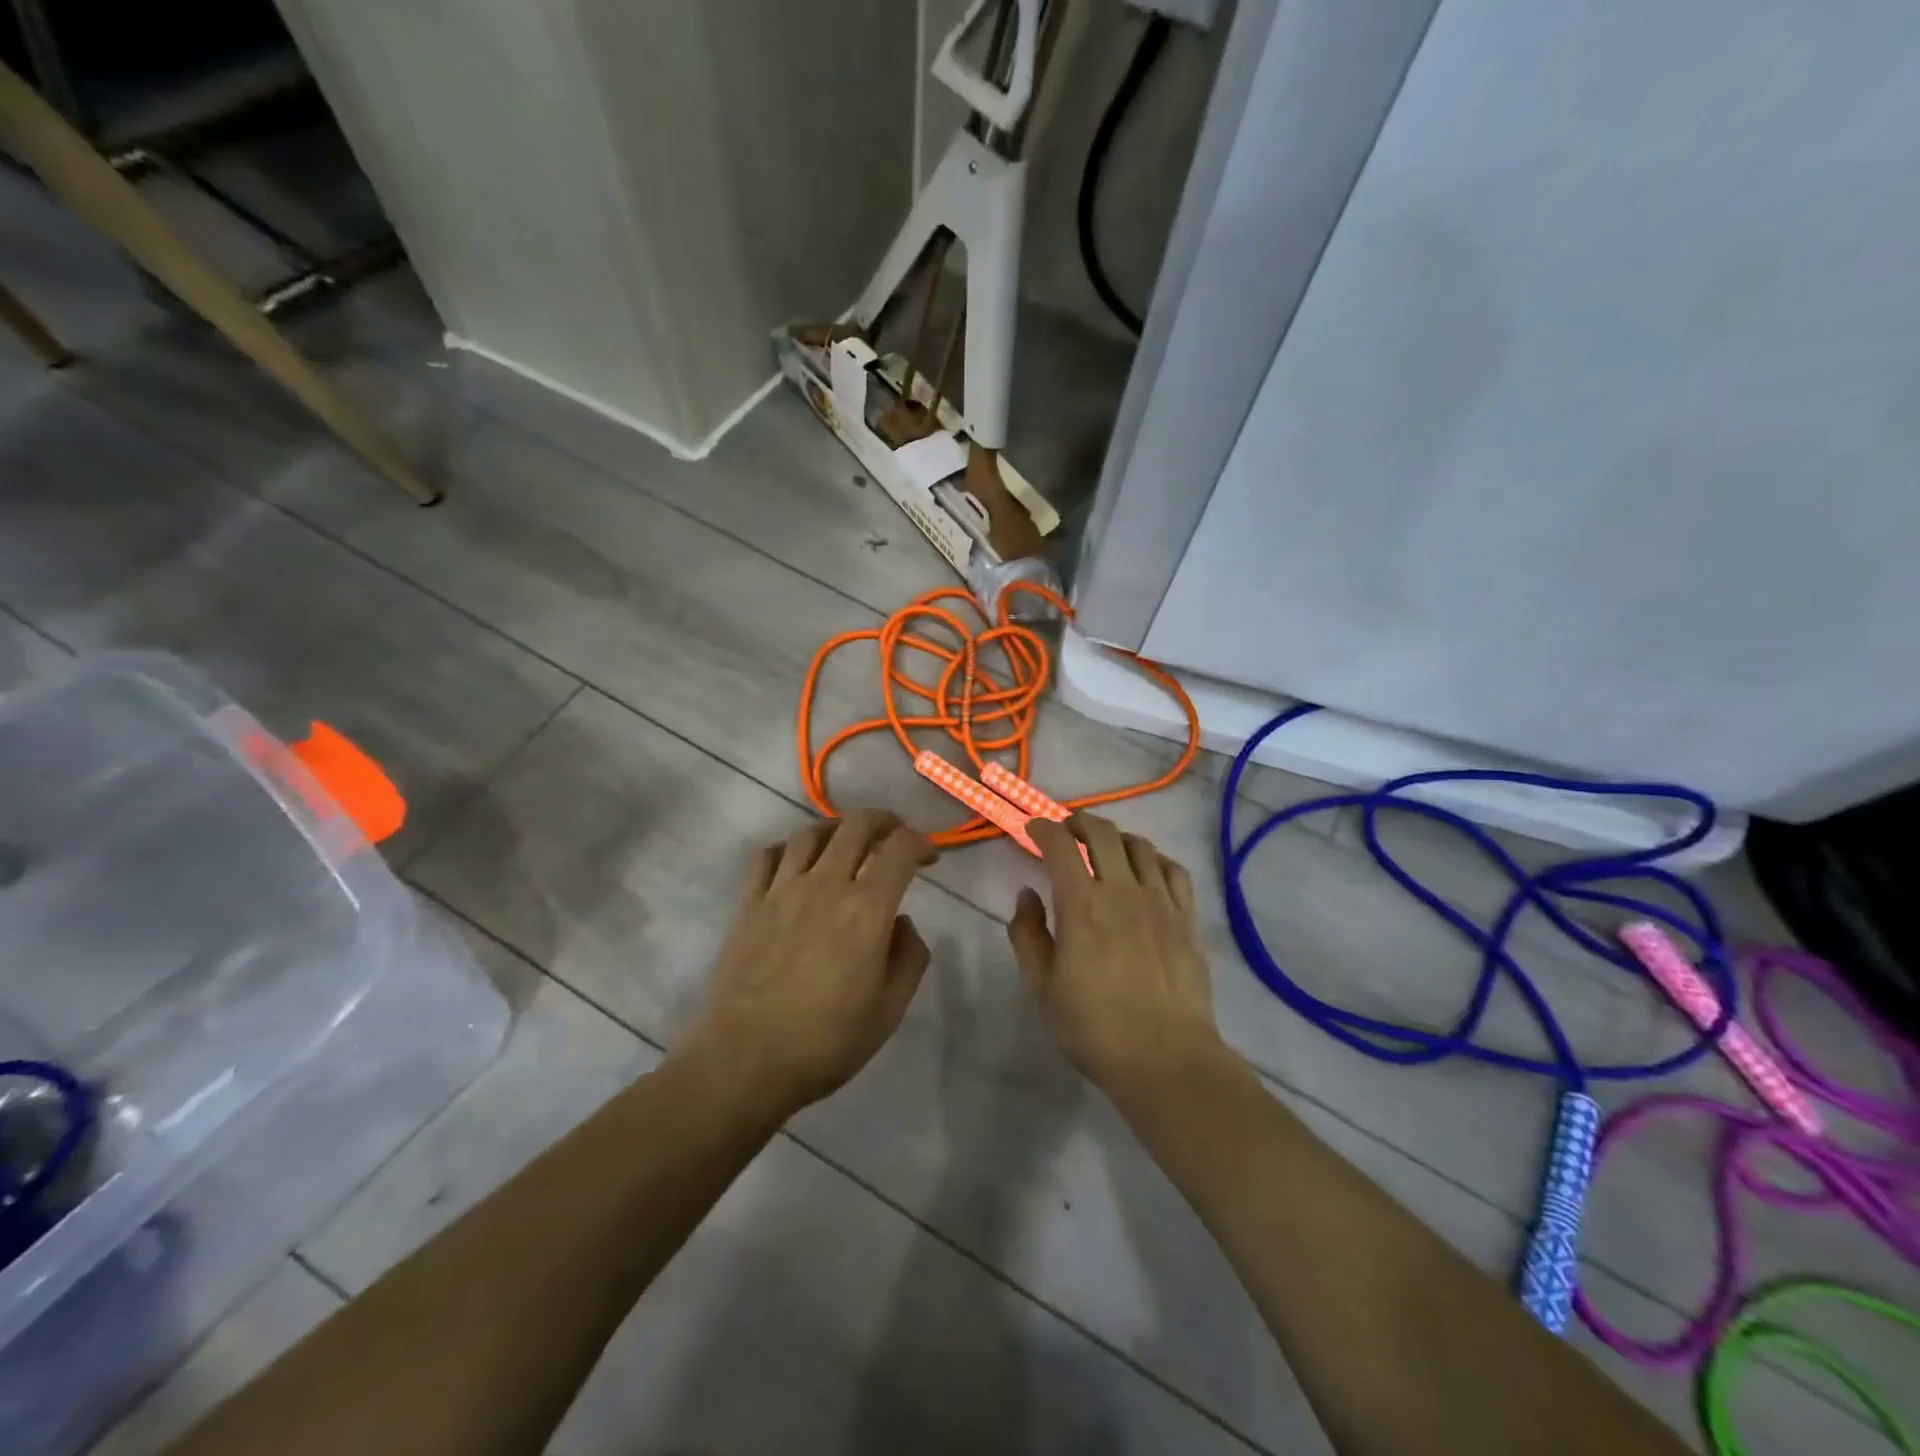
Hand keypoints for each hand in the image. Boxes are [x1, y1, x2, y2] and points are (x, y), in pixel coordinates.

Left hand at [682, 810, 936, 1119]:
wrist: (745, 1060)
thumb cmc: (826, 1041)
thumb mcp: (889, 1010)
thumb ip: (909, 958)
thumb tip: (902, 923)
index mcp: (866, 908)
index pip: (899, 849)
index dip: (920, 843)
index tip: (929, 858)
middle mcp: (825, 884)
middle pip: (856, 825)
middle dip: (884, 821)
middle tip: (895, 835)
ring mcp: (782, 889)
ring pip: (812, 833)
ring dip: (838, 829)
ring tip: (847, 843)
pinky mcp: (750, 903)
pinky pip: (768, 855)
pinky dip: (790, 848)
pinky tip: (797, 863)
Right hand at [1008, 814, 1227, 1099]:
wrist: (1165, 1059)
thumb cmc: (1094, 1028)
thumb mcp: (1042, 987)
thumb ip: (1028, 934)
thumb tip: (1028, 893)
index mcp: (1081, 905)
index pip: (1060, 845)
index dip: (1044, 828)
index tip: (1033, 829)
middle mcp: (1121, 891)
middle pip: (1102, 833)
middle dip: (1079, 823)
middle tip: (1067, 833)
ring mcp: (1160, 901)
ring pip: (1139, 845)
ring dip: (1116, 838)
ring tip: (1105, 850)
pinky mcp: (1187, 918)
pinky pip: (1174, 870)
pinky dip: (1154, 859)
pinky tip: (1146, 872)